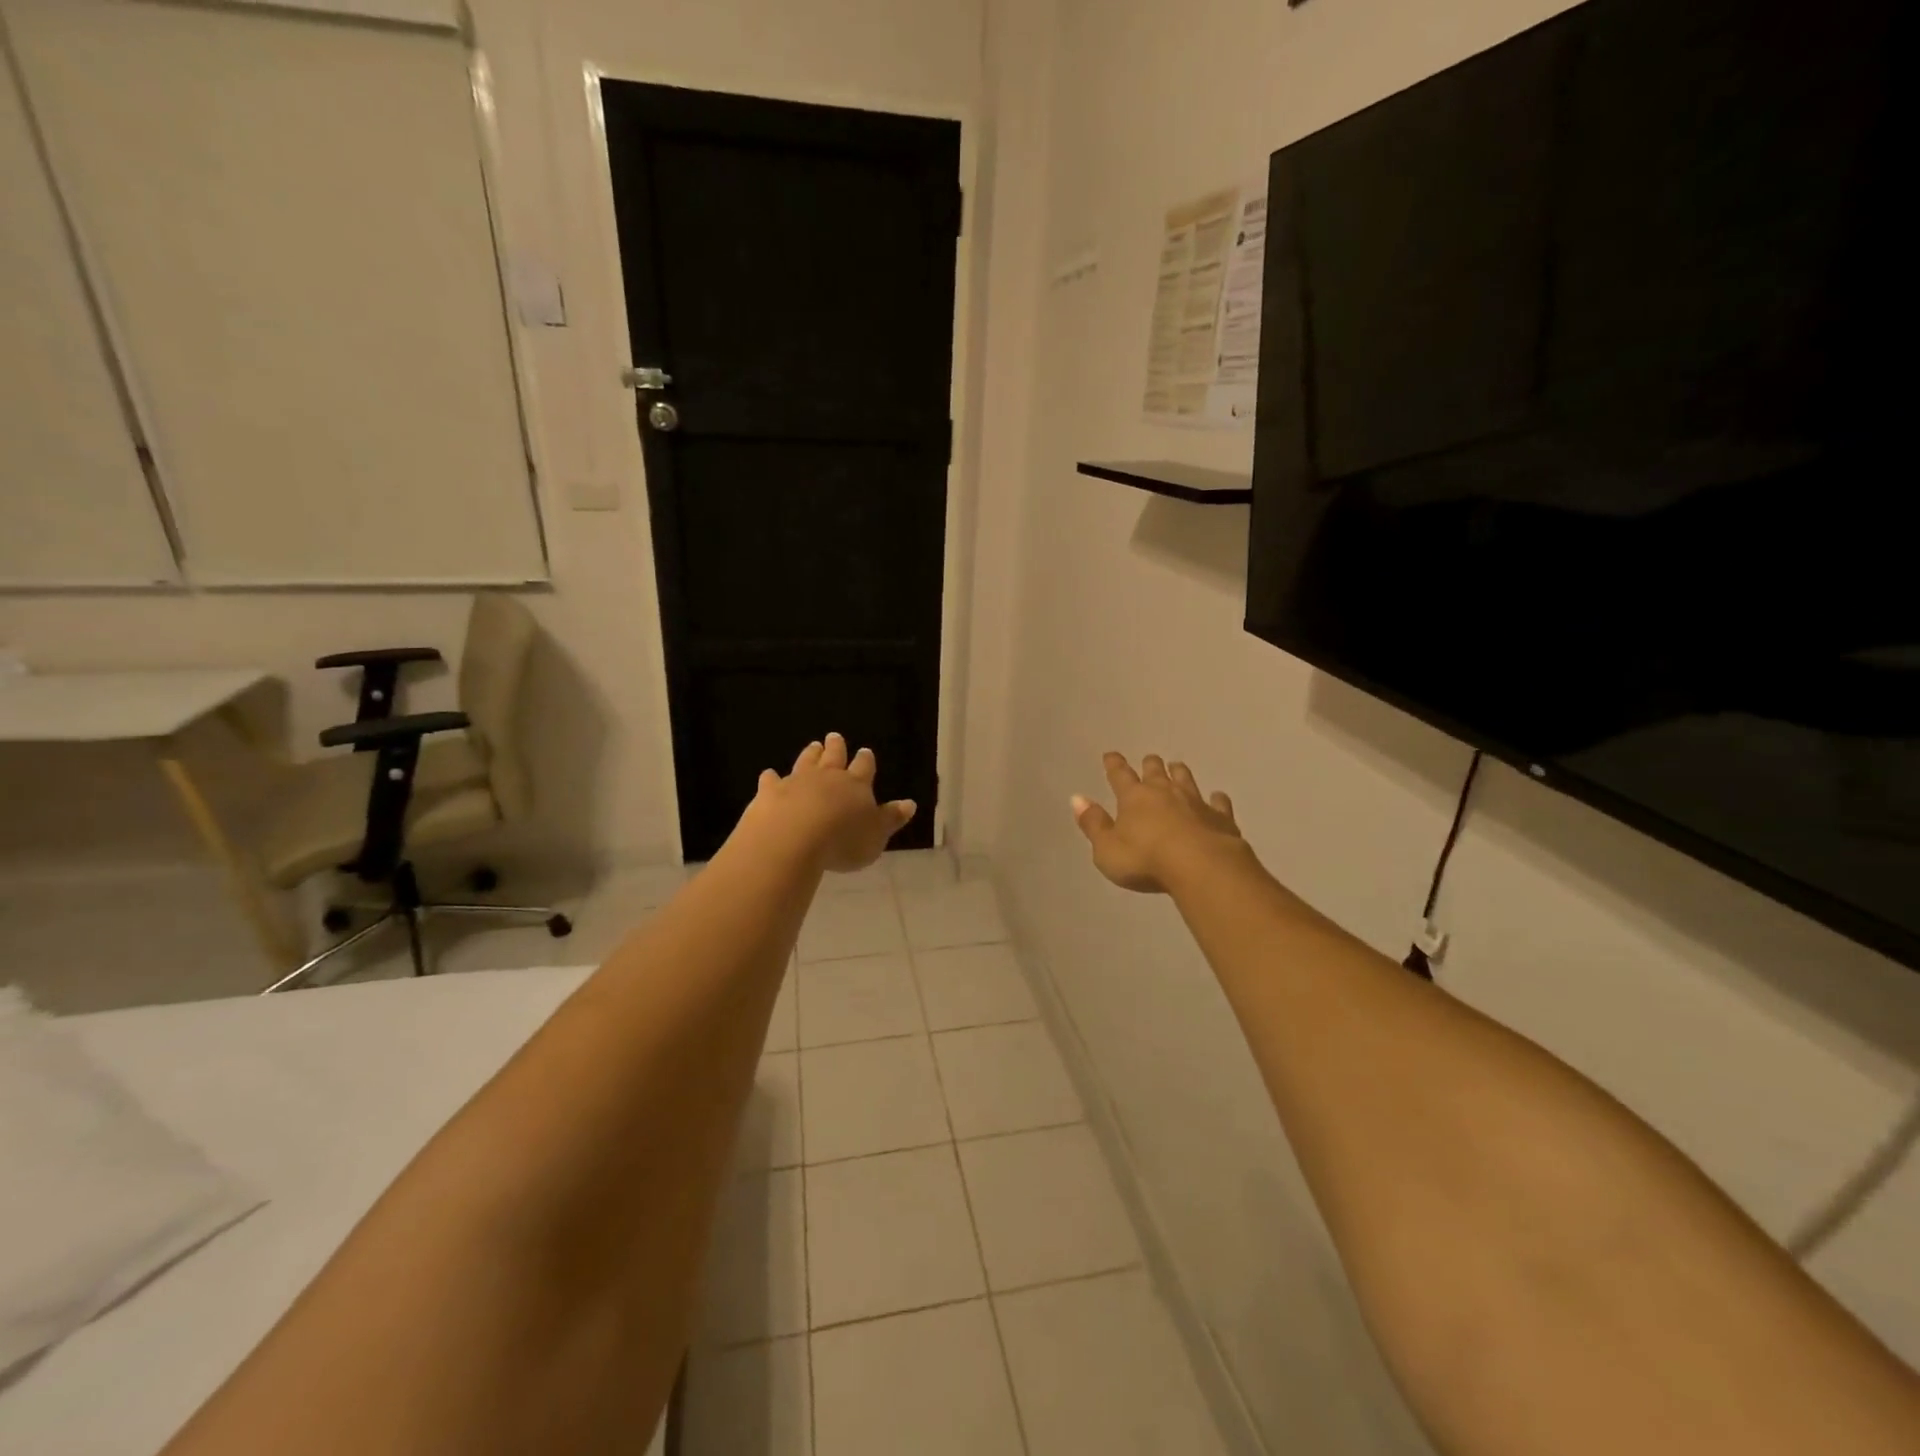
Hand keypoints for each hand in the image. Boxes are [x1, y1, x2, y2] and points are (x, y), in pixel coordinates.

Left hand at [742, 732, 916, 873]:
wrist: (793, 838)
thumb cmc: (843, 841)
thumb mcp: (876, 836)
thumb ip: (891, 818)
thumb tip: (910, 803)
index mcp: (856, 785)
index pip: (864, 767)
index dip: (866, 760)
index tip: (865, 751)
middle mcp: (828, 777)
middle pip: (834, 756)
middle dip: (836, 746)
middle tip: (834, 737)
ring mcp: (797, 781)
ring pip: (806, 762)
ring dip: (810, 754)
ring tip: (813, 745)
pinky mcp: (771, 792)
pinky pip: (771, 780)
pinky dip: (771, 777)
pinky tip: (769, 775)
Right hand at [1071, 752, 1246, 893]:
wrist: (1201, 866)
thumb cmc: (1146, 860)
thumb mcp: (1107, 849)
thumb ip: (1093, 824)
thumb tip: (1077, 798)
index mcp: (1134, 798)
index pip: (1120, 776)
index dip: (1114, 765)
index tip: (1111, 755)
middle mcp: (1164, 792)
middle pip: (1156, 771)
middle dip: (1150, 765)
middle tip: (1150, 759)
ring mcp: (1195, 802)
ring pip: (1186, 780)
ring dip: (1179, 773)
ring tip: (1177, 767)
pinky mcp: (1221, 818)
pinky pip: (1218, 803)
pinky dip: (1216, 799)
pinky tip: (1217, 797)